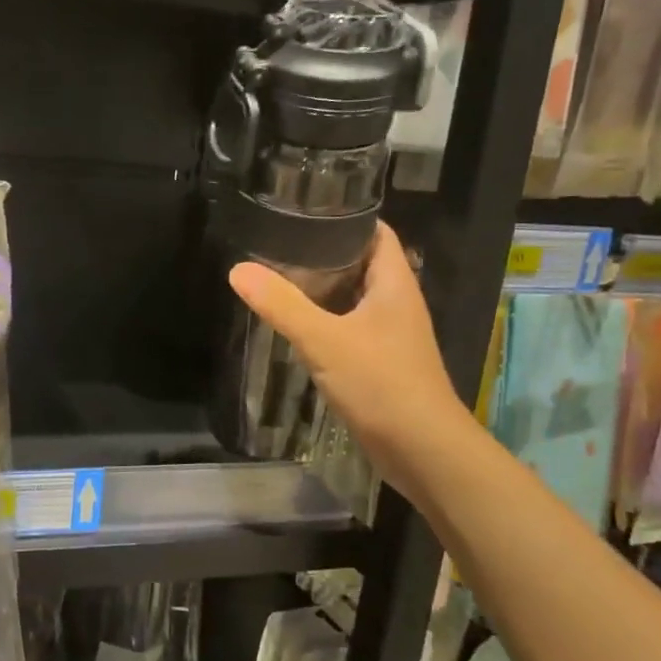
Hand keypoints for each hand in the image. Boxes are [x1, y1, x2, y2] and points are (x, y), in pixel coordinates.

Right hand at [229, 223, 470, 500]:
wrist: (423, 450)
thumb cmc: (382, 384)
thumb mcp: (325, 341)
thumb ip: (281, 305)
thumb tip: (237, 270)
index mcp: (395, 284)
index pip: (375, 233)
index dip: (345, 217)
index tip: (303, 210)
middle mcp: (397, 303)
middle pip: (362, 264)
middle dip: (324, 253)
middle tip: (278, 245)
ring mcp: (391, 335)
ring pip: (355, 299)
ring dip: (323, 290)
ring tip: (279, 279)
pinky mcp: (382, 362)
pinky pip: (351, 329)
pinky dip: (326, 322)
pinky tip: (298, 327)